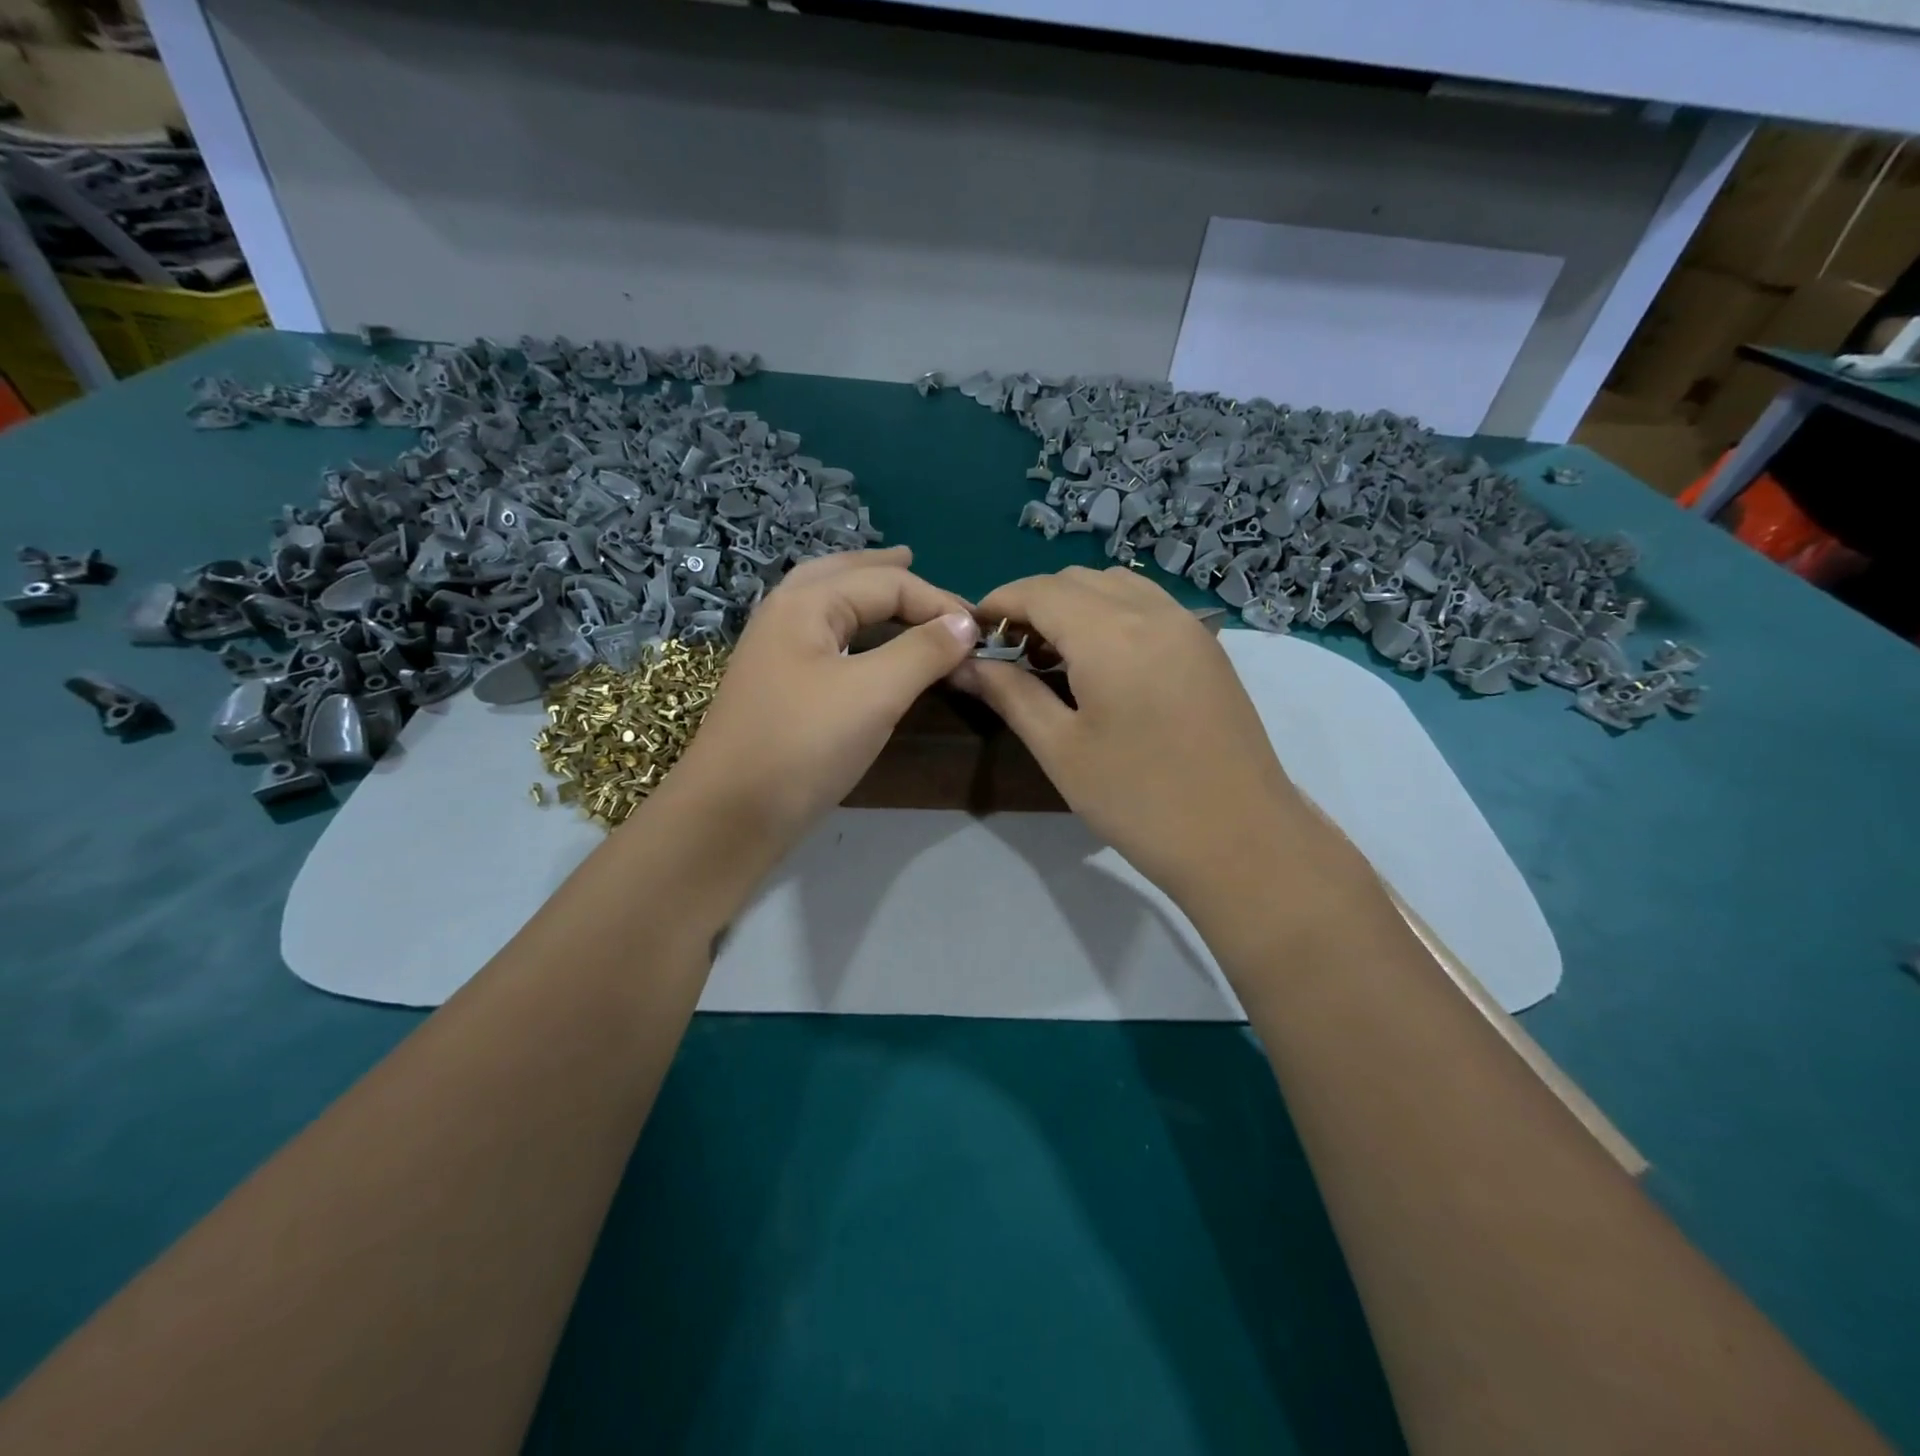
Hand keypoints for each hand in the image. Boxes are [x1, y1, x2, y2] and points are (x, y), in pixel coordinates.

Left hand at [670, 547, 977, 844]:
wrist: (732, 814)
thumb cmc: (804, 744)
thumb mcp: (874, 693)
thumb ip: (923, 651)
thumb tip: (966, 622)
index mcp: (806, 603)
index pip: (886, 583)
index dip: (937, 602)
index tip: (979, 632)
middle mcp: (784, 615)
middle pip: (841, 574)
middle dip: (881, 568)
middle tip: (915, 560)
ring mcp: (774, 652)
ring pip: (826, 604)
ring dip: (861, 592)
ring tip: (891, 588)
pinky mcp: (777, 687)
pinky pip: (822, 638)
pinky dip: (851, 628)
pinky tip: (862, 643)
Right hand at [953, 566, 1309, 908]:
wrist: (1241, 839)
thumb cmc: (1138, 800)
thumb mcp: (1061, 749)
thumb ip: (1011, 694)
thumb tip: (966, 664)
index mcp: (1110, 634)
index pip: (1039, 591)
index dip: (998, 602)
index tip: (972, 631)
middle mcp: (1152, 612)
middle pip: (1076, 580)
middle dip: (1033, 603)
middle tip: (1008, 651)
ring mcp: (1187, 626)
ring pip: (1115, 585)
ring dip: (1073, 604)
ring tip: (1052, 654)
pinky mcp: (1206, 647)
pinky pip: (1147, 605)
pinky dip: (1111, 613)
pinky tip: (1100, 660)